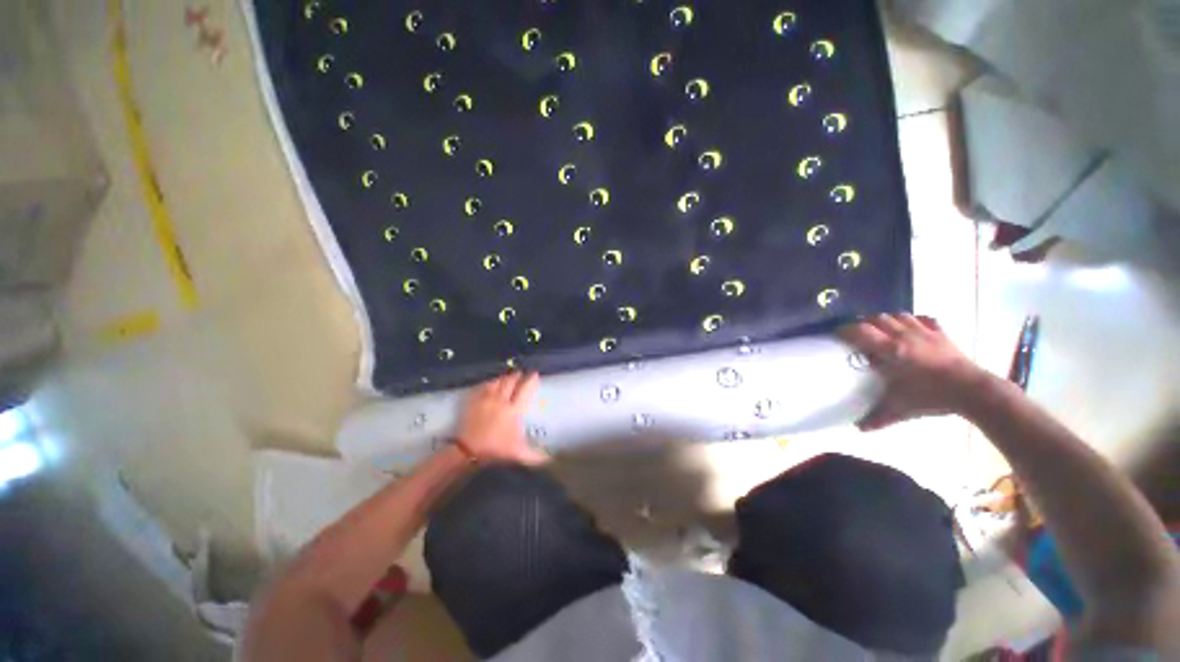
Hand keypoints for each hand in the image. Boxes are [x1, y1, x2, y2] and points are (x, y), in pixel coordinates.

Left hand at [455, 372, 546, 464]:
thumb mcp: (518, 454)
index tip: (534, 374)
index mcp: (514, 410)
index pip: (525, 389)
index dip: (531, 380)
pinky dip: (488, 383)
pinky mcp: (474, 401)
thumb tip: (550, 459)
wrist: (468, 451)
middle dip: (517, 376)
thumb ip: (535, 456)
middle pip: (510, 382)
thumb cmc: (496, 450)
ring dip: (503, 378)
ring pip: (497, 382)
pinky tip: (490, 383)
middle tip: (521, 373)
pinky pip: (483, 387)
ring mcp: (486, 399)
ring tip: (507, 377)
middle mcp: (501, 401)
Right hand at [839, 314, 990, 430]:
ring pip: (899, 315)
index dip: (845, 330)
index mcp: (890, 349)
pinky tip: (911, 329)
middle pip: (877, 319)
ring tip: (883, 331)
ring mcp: (925, 332)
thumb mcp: (900, 409)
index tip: (836, 335)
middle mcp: (904, 335)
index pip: (860, 330)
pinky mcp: (942, 334)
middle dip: (865, 324)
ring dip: (888, 321)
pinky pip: (924, 319)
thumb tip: (858, 428)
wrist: (973, 392)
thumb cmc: (931, 397)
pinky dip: (914, 320)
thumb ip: (877, 417)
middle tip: (859, 336)